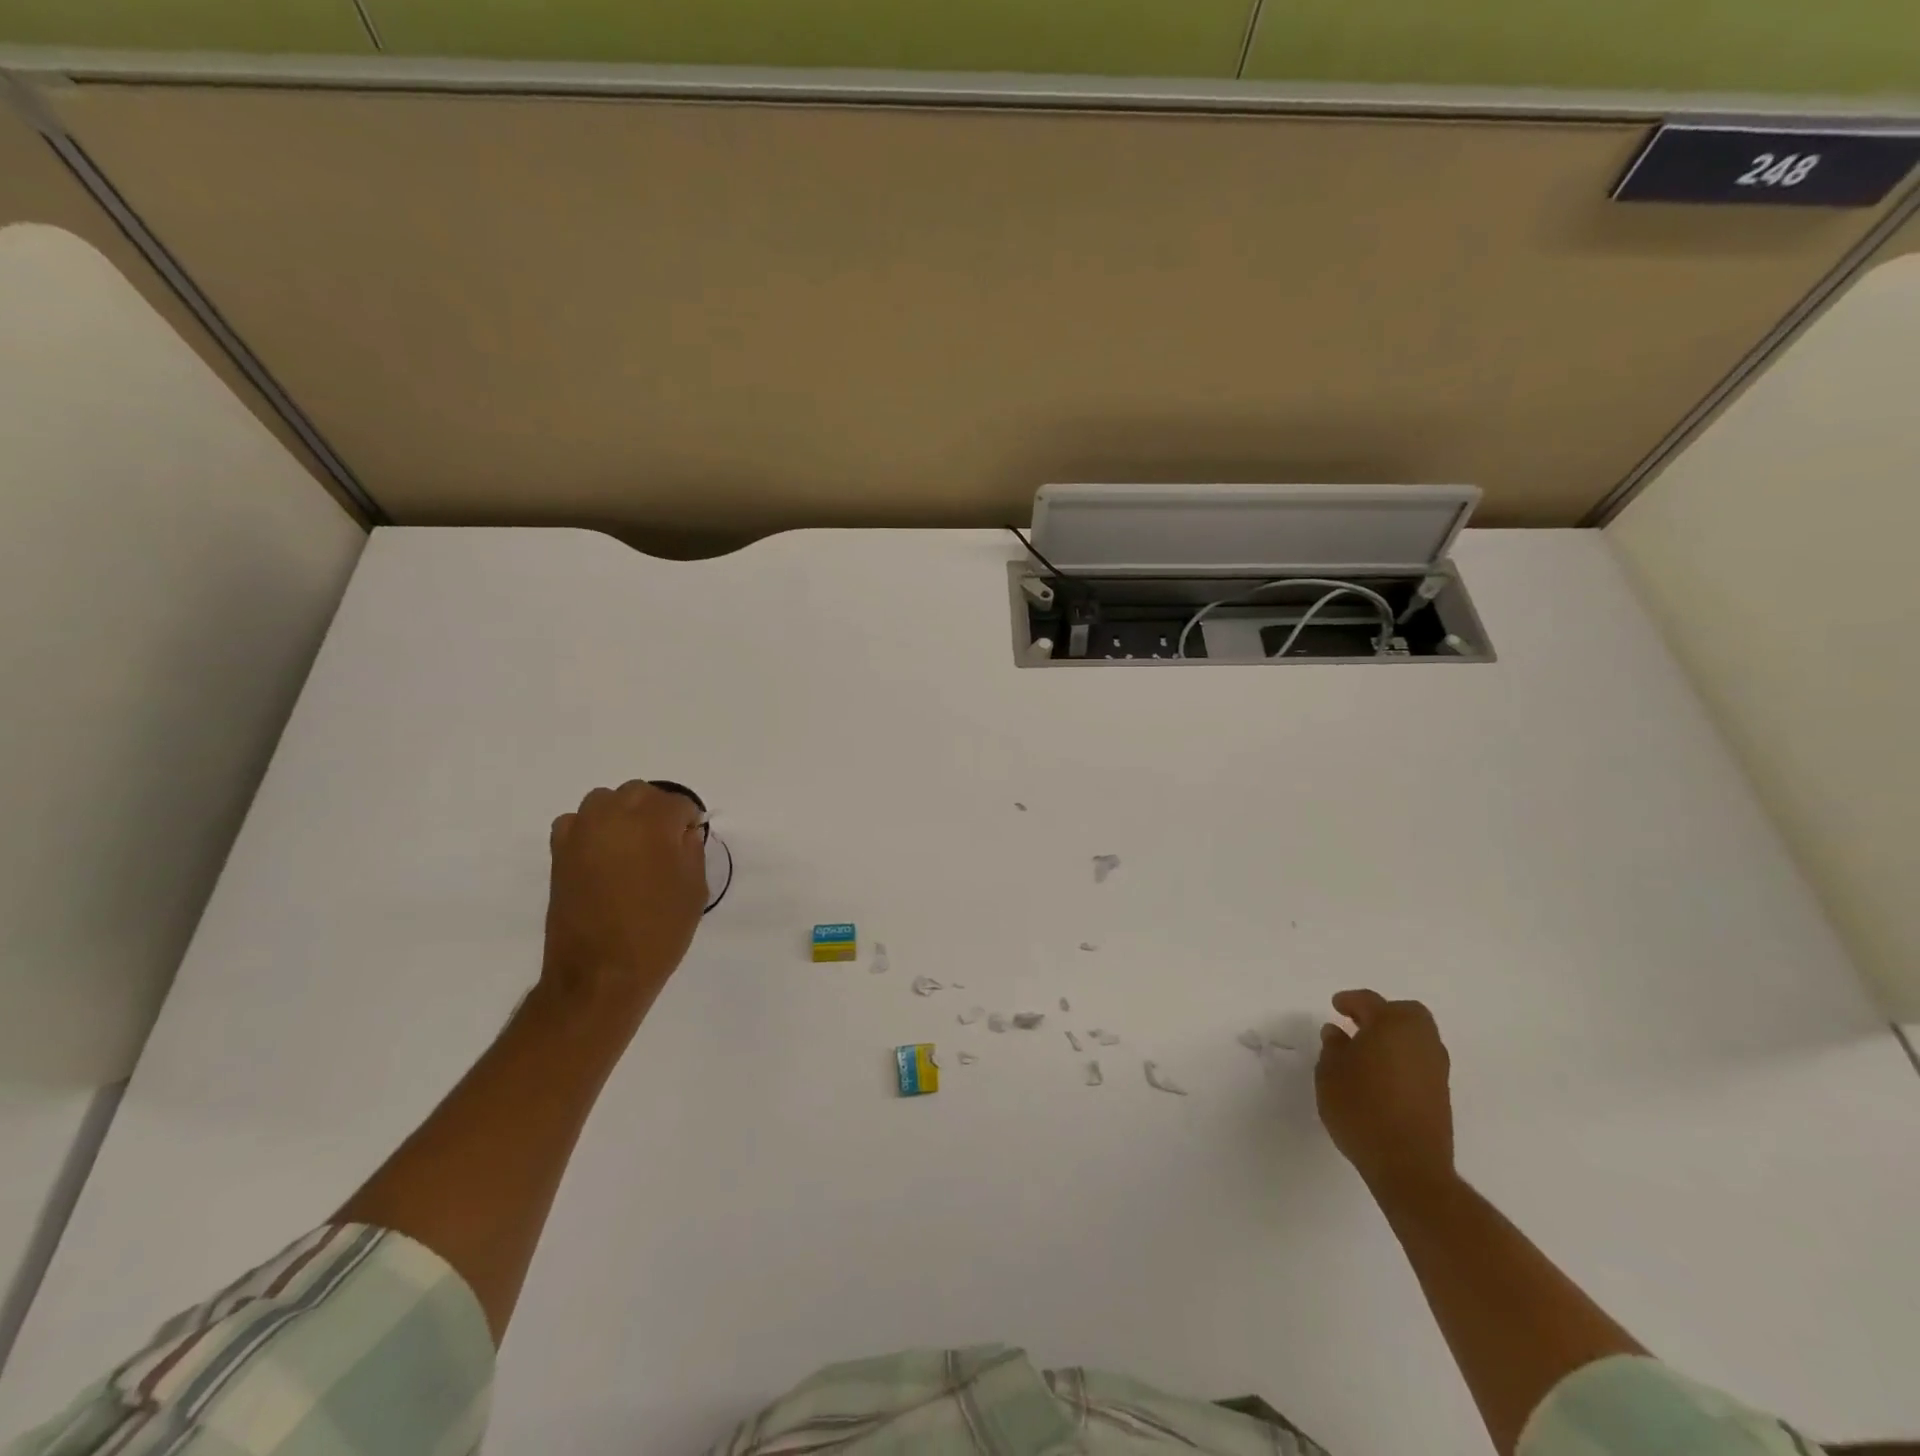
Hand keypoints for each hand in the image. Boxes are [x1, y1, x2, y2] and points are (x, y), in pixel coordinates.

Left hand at [540, 781, 707, 1021]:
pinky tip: (602, 856)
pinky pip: (577, 822)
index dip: (688, 822)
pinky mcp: (558, 852)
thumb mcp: (694, 889)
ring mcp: (581, 831)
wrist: (600, 973)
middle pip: (640, 793)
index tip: (690, 843)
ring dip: (623, 815)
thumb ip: (691, 850)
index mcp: (653, 822)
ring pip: (606, 801)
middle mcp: (614, 816)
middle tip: (665, 844)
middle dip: (656, 811)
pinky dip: (591, 829)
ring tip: (632, 847)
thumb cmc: (658, 931)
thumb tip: (681, 833)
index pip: (678, 803)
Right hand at [1315, 989, 1454, 1195]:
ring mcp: (1436, 1069)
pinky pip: (1420, 1062)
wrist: (1408, 1165)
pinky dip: (1402, 1059)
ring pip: (1416, 1039)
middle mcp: (1421, 1041)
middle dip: (1382, 1014)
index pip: (1370, 1002)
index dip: (1350, 1001)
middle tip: (1357, 1024)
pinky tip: (1381, 1076)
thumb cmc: (1361, 1108)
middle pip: (1405, 1014)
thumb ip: (1333, 1048)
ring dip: (1394, 1038)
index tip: (1335, 1005)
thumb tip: (1337, 1033)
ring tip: (1366, 1052)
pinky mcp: (1441, 1095)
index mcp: (1392, 1026)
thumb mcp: (1330, 1073)